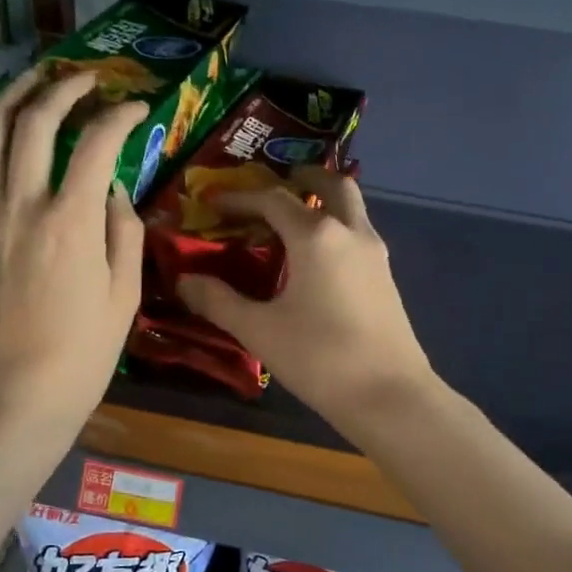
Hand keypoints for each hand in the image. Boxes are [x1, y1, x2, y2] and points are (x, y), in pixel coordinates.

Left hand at [0, 66, 145, 435]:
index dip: (119, 116)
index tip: (136, 106)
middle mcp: (21, 206)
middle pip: (34, 125)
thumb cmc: (83, 354)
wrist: (17, 397)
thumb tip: (114, 193)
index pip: (97, 145)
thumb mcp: (125, 296)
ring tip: (27, 83)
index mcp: (71, 221)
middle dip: (61, 91)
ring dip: (6, 101)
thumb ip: (123, 234)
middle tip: (83, 79)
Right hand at [176, 167, 436, 438]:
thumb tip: (183, 280)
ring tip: (295, 218)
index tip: (214, 202)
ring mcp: (375, 253)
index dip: (240, 198)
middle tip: (278, 181)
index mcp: (316, 235)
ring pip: (352, 207)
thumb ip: (218, 301)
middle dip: (303, 176)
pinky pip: (358, 233)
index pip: (272, 199)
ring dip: (324, 200)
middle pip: (331, 184)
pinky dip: (337, 226)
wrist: (389, 395)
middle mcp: (350, 232)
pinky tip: (318, 258)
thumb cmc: (319, 357)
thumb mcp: (259, 330)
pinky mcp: (386, 277)